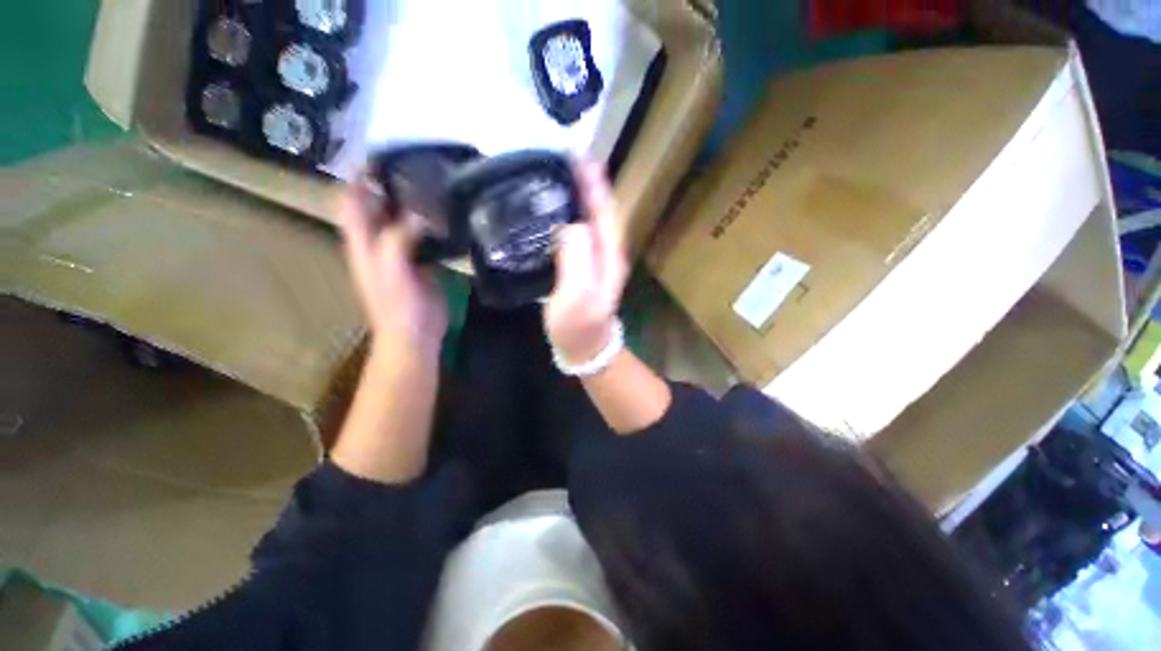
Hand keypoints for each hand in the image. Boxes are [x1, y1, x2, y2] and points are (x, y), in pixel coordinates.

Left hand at [339, 175, 447, 357]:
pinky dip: (430, 224)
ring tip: (434, 186)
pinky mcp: (422, 263)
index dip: (359, 177)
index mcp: (363, 242)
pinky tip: (446, 216)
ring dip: (412, 203)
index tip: (380, 156)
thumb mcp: (392, 270)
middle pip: (376, 206)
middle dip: (388, 184)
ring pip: (401, 220)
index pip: (352, 201)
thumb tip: (420, 213)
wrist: (416, 335)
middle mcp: (378, 243)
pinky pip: (423, 236)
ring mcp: (401, 253)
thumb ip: (399, 239)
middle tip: (416, 166)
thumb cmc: (399, 306)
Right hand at [545, 161, 629, 364]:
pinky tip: (552, 215)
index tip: (580, 157)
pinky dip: (568, 219)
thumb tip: (570, 226)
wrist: (585, 351)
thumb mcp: (577, 295)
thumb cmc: (579, 327)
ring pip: (588, 222)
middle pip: (599, 212)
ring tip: (557, 179)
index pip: (604, 211)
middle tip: (564, 161)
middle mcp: (606, 254)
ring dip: (577, 199)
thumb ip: (576, 258)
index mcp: (608, 255)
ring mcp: (595, 263)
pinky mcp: (582, 270)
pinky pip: (576, 236)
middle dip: (586, 186)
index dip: (594, 185)